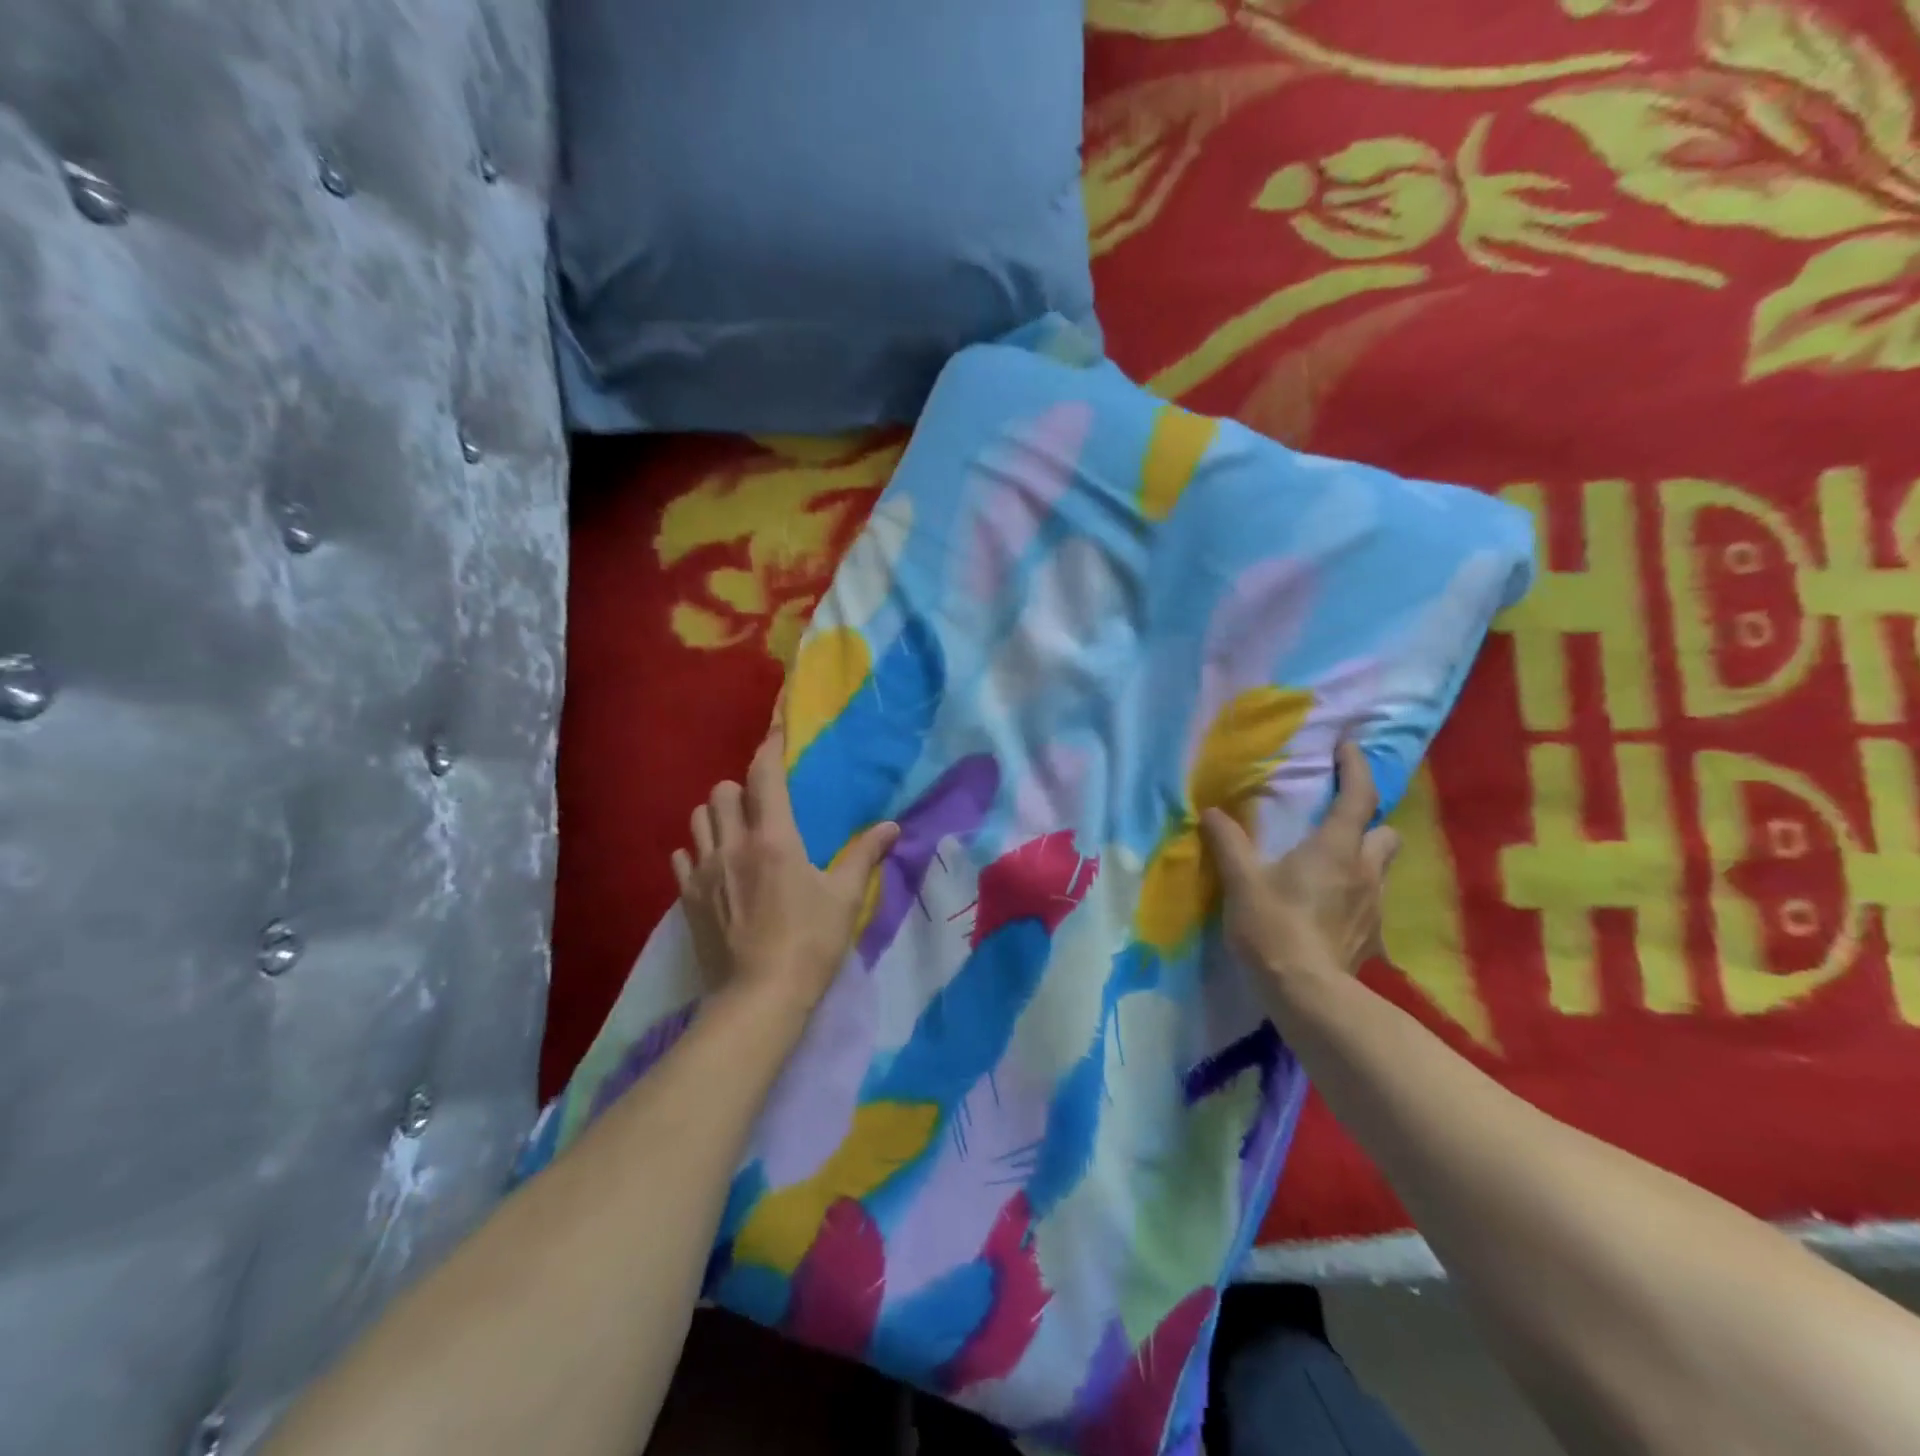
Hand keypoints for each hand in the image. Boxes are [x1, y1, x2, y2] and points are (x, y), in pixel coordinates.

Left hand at [673, 728, 899, 1020]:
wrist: (759, 997)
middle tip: (761, 805)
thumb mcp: (845, 898)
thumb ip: (865, 855)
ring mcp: (703, 872)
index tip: (774, 732)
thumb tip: (891, 826)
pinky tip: (712, 866)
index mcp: (773, 838)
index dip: (768, 748)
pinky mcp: (687, 899)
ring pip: (697, 820)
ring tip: (735, 832)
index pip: (764, 777)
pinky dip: (695, 851)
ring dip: (716, 816)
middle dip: (740, 788)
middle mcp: (732, 845)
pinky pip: (681, 858)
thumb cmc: (809, 942)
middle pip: (721, 791)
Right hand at [1200, 740, 1399, 984]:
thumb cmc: (1274, 927)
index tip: (1348, 747)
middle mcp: (1365, 871)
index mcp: (1336, 848)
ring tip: (1330, 866)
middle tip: (1337, 822)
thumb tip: (1211, 811)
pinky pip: (1369, 903)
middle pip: (1384, 832)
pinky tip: (1327, 910)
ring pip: (1379, 868)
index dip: (1356, 767)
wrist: (1307, 994)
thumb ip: (1228, 842)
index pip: (1358, 796)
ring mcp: (1373, 906)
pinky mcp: (1371, 937)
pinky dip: (1353, 896)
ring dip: (1362, 858)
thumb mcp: (1242, 881)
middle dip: (1367, 821)